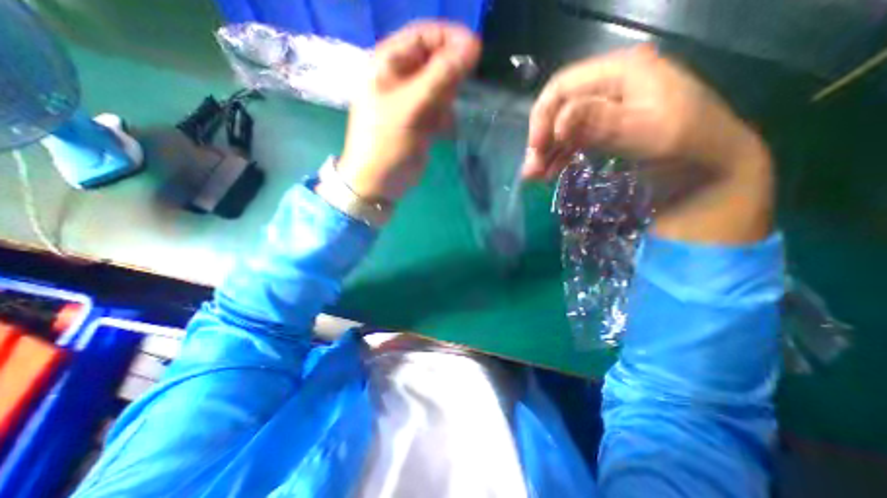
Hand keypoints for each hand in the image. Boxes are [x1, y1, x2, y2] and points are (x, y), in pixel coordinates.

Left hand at [337, 19, 481, 203]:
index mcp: (388, 62)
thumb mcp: (410, 107)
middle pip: (435, 60)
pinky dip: (445, 117)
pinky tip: (441, 130)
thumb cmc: (386, 143)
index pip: (425, 34)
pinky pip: (441, 108)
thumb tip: (473, 45)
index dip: (451, 39)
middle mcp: (400, 77)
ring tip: (439, 120)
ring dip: (448, 100)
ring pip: (441, 86)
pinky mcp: (421, 120)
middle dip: (450, 75)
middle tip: (453, 98)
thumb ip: (440, 77)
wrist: (379, 183)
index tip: (476, 53)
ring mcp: (412, 100)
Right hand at [526, 45, 769, 241]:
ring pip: (562, 126)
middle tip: (531, 171)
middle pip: (559, 108)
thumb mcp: (646, 134)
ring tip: (535, 177)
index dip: (542, 117)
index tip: (535, 150)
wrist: (708, 172)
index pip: (563, 86)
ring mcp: (606, 107)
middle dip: (541, 140)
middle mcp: (610, 84)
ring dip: (546, 152)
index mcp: (622, 70)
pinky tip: (550, 172)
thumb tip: (558, 122)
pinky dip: (558, 156)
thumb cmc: (685, 148)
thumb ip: (602, 124)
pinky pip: (572, 139)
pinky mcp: (604, 128)